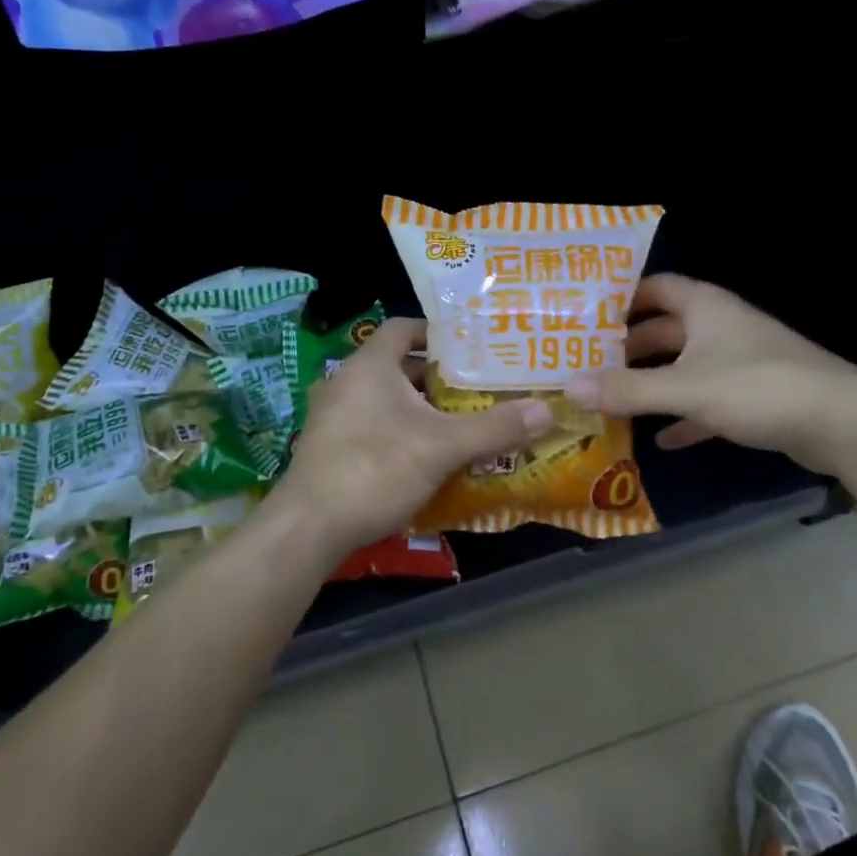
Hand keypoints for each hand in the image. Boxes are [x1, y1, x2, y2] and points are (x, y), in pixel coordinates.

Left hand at [272, 318, 552, 559]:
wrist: (309, 527)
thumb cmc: (375, 468)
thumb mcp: (443, 447)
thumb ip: (495, 428)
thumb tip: (547, 411)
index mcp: (369, 366)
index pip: (403, 328)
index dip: (436, 332)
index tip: (471, 345)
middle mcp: (346, 382)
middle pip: (397, 366)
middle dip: (437, 376)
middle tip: (478, 385)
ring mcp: (333, 417)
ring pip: (386, 400)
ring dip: (420, 407)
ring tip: (461, 419)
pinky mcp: (329, 448)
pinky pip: (372, 425)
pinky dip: (400, 430)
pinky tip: (427, 455)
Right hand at [563, 274, 856, 472]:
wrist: (841, 422)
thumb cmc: (757, 387)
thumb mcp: (685, 388)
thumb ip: (627, 390)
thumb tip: (568, 387)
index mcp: (705, 308)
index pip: (656, 287)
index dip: (622, 298)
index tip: (585, 316)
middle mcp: (720, 327)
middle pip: (665, 330)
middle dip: (628, 347)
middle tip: (586, 364)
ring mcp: (739, 363)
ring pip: (684, 367)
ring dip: (652, 383)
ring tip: (610, 399)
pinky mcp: (753, 397)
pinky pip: (706, 402)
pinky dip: (683, 417)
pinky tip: (659, 440)